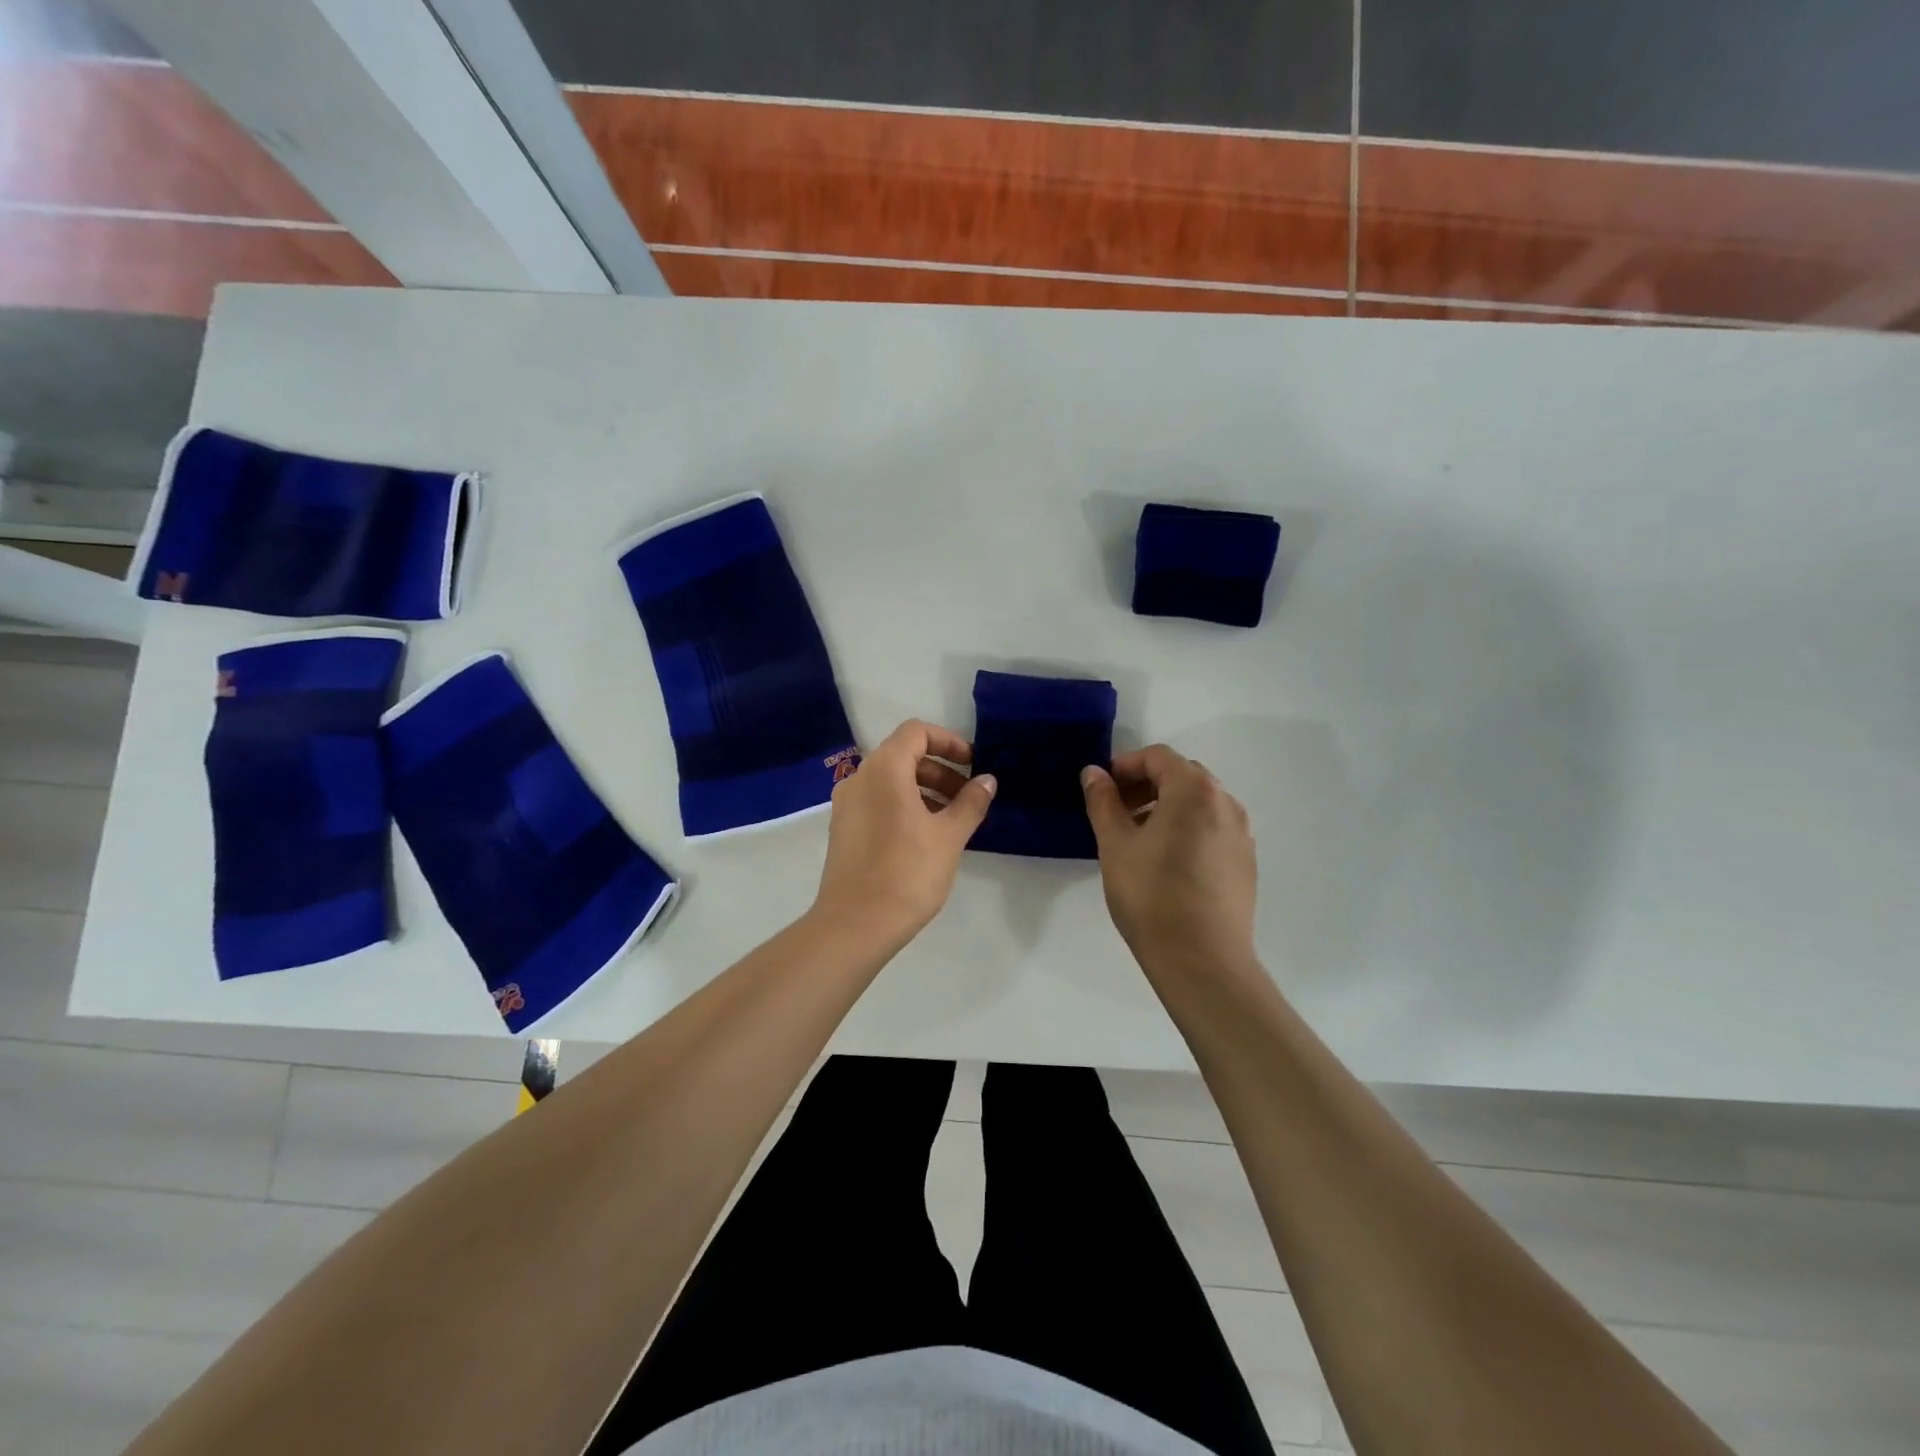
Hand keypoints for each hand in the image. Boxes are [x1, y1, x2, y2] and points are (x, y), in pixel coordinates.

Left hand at [811, 720, 996, 949]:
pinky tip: (925, 836)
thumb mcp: (948, 836)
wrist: (855, 925)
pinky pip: (877, 801)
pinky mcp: (843, 829)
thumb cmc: (907, 873)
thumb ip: (970, 802)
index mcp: (884, 769)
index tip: (973, 764)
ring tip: (951, 820)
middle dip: (940, 769)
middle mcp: (859, 778)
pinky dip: (904, 805)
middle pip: (903, 755)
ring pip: (890, 780)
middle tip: (967, 797)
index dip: (948, 741)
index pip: (916, 732)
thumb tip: (987, 780)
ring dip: (924, 789)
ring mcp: (846, 805)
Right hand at [1082, 745, 1256, 977]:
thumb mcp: (1115, 845)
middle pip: (1182, 776)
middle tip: (1116, 811)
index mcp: (1194, 790)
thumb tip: (1093, 773)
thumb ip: (1103, 802)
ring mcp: (1241, 833)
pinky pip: (1213, 828)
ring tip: (1138, 838)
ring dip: (1166, 807)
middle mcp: (1225, 803)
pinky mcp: (1245, 862)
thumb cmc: (1151, 895)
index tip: (1102, 789)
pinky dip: (1187, 829)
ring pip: (1199, 803)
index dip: (1126, 765)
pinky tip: (1166, 862)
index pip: (1158, 757)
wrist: (1202, 960)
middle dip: (1146, 785)